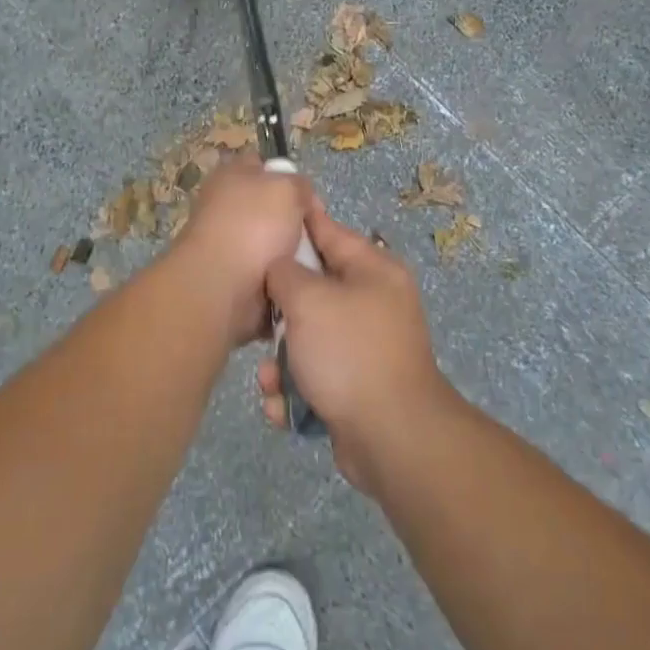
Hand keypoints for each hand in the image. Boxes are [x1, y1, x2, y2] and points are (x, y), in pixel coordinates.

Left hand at [168, 156, 313, 345]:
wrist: (221, 286)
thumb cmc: (254, 226)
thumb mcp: (288, 188)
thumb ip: (299, 184)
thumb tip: (299, 196)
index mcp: (231, 175)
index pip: (262, 164)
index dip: (288, 176)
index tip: (309, 198)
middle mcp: (224, 204)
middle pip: (270, 206)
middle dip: (294, 219)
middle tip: (315, 232)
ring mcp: (226, 241)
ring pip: (272, 241)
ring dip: (290, 251)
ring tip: (308, 261)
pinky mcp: (231, 273)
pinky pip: (266, 268)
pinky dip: (279, 274)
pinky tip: (291, 277)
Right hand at [258, 204, 453, 489]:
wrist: (391, 436)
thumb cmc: (349, 353)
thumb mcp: (310, 301)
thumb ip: (286, 273)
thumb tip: (280, 269)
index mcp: (374, 271)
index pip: (330, 231)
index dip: (298, 221)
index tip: (268, 213)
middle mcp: (373, 303)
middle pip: (313, 289)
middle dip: (280, 312)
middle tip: (259, 320)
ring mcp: (366, 347)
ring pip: (307, 338)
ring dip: (282, 361)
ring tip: (270, 379)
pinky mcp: (356, 386)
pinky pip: (314, 375)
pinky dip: (295, 390)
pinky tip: (283, 407)